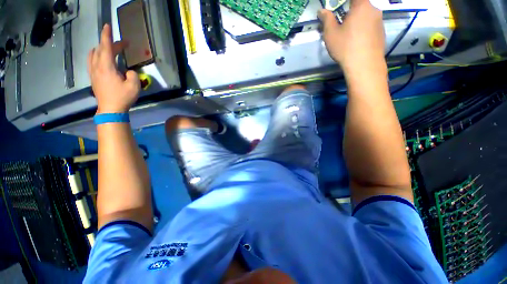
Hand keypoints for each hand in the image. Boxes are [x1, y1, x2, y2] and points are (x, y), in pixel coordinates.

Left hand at [88, 24, 139, 113]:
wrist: (110, 109)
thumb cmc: (122, 97)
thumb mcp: (134, 86)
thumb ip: (132, 74)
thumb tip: (128, 71)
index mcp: (106, 67)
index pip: (106, 47)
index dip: (106, 35)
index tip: (107, 25)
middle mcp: (97, 66)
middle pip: (101, 49)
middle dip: (111, 44)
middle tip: (123, 44)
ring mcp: (93, 72)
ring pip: (93, 54)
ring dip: (101, 48)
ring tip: (110, 48)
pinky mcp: (93, 78)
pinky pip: (91, 61)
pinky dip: (96, 55)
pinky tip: (100, 57)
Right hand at [318, 0, 385, 72]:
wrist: (364, 65)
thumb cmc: (346, 47)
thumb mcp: (330, 34)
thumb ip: (326, 19)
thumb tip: (322, 11)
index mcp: (361, 6)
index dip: (346, 2)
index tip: (340, 9)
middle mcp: (374, 10)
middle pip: (361, 6)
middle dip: (351, 12)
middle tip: (341, 24)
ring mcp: (380, 22)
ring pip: (366, 16)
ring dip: (357, 21)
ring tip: (349, 36)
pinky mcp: (382, 33)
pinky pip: (371, 26)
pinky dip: (364, 30)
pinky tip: (357, 43)